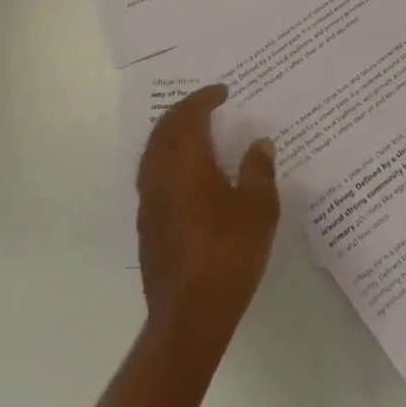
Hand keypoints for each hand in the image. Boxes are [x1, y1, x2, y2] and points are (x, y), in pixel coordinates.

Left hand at [137, 85, 278, 352]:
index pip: (189, 116)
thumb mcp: (258, 210)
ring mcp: (148, 199)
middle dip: (184, 110)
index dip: (204, 99)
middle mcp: (160, 173)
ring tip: (197, 132)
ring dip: (173, 132)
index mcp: (186, 163)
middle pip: (165, 128)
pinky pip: (152, 172)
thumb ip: (258, 170)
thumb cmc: (229, 255)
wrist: (189, 314)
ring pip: (154, 150)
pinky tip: (187, 172)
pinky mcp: (146, 223)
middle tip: (207, 104)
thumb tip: (259, 143)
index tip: (223, 92)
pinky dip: (168, 157)